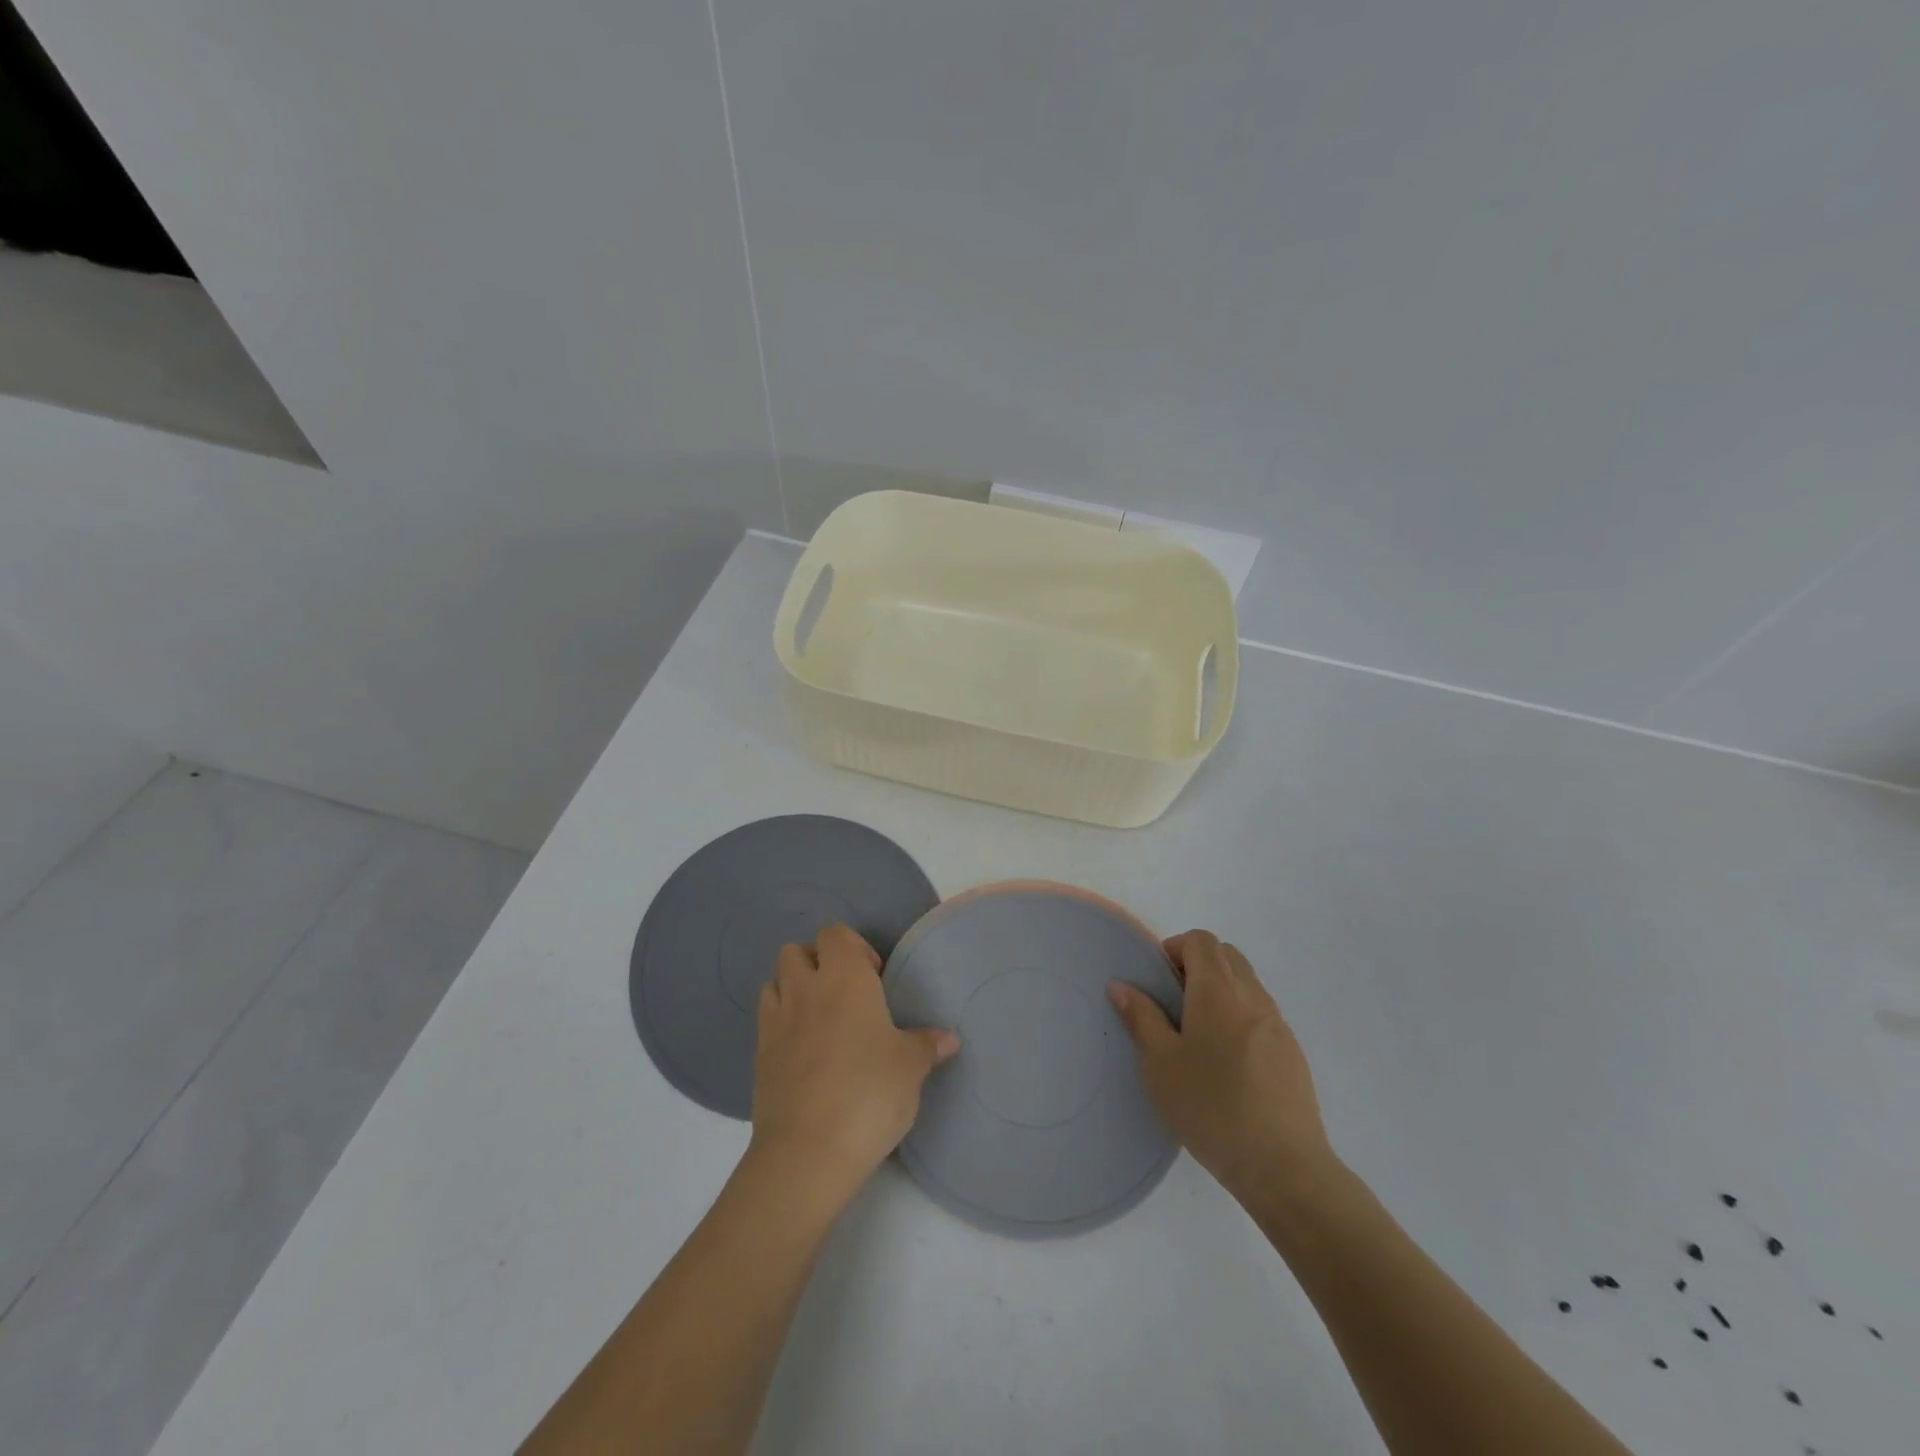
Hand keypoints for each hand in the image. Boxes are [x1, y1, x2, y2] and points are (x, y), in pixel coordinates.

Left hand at [749, 924, 959, 1213]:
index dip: (854, 947)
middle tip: (845, 995)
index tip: (875, 978)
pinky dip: (781, 1024)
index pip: (835, 933)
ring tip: (820, 1020)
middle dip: (817, 962)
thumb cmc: (868, 1094)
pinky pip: (766, 1021)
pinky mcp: (758, 1056)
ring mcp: (775, 1022)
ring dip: (793, 990)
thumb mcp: (911, 1068)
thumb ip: (928, 1045)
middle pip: (796, 950)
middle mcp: (805, 989)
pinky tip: (804, 1054)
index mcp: (844, 978)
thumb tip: (949, 1038)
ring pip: (774, 982)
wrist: (807, 1152)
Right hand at [1108, 930, 1331, 1203]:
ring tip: (1198, 1036)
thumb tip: (1120, 985)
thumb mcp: (1160, 1063)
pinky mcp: (1293, 1054)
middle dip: (1198, 965)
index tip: (1158, 980)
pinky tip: (1227, 1063)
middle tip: (1174, 1002)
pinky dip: (1240, 1017)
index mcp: (1218, 991)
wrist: (1283, 1166)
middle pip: (1227, 955)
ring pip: (1247, 984)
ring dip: (1220, 991)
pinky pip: (1262, 1015)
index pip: (1202, 940)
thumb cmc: (1211, 1108)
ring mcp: (1278, 1025)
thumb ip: (1140, 1017)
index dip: (1176, 948)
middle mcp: (1252, 997)